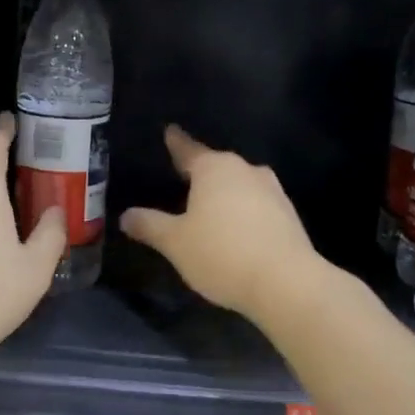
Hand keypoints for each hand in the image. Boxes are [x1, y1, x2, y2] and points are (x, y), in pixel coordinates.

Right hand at [120, 125, 320, 320]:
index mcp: (214, 168)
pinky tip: (234, 229)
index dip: (175, 143)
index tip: (169, 131)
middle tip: (181, 178)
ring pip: (239, 184)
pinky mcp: (288, 215)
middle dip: (200, 172)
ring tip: (207, 207)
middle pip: (216, 166)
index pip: (188, 149)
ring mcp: (272, 191)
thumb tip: (126, 216)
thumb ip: (149, 225)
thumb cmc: (221, 253)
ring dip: (224, 193)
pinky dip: (242, 211)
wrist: (287, 283)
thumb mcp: (175, 242)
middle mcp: (245, 170)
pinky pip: (256, 205)